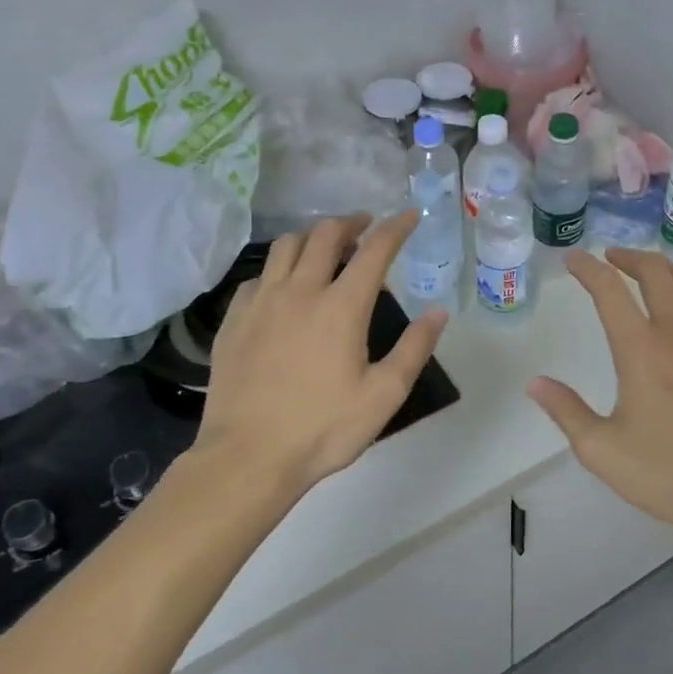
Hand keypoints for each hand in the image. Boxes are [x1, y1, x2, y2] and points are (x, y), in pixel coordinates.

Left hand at [190, 212, 446, 510]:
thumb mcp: (384, 395)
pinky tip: (285, 287)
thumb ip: (415, 348)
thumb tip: (438, 312)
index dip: (396, 228)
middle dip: (351, 223)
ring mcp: (261, 302)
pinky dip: (280, 268)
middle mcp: (300, 291)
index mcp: (342, 307)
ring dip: (312, 237)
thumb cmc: (324, 428)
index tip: (409, 216)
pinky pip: (259, 275)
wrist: (247, 457)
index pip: (374, 250)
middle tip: (366, 227)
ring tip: (326, 247)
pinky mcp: (234, 319)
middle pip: (325, 235)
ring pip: (286, 246)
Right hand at [529, 248, 672, 549]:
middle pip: (655, 271)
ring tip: (649, 274)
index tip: (574, 259)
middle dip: (628, 257)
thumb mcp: (602, 450)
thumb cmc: (666, 474)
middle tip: (610, 259)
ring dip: (666, 268)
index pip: (610, 290)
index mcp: (641, 350)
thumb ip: (566, 411)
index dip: (588, 268)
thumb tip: (535, 383)